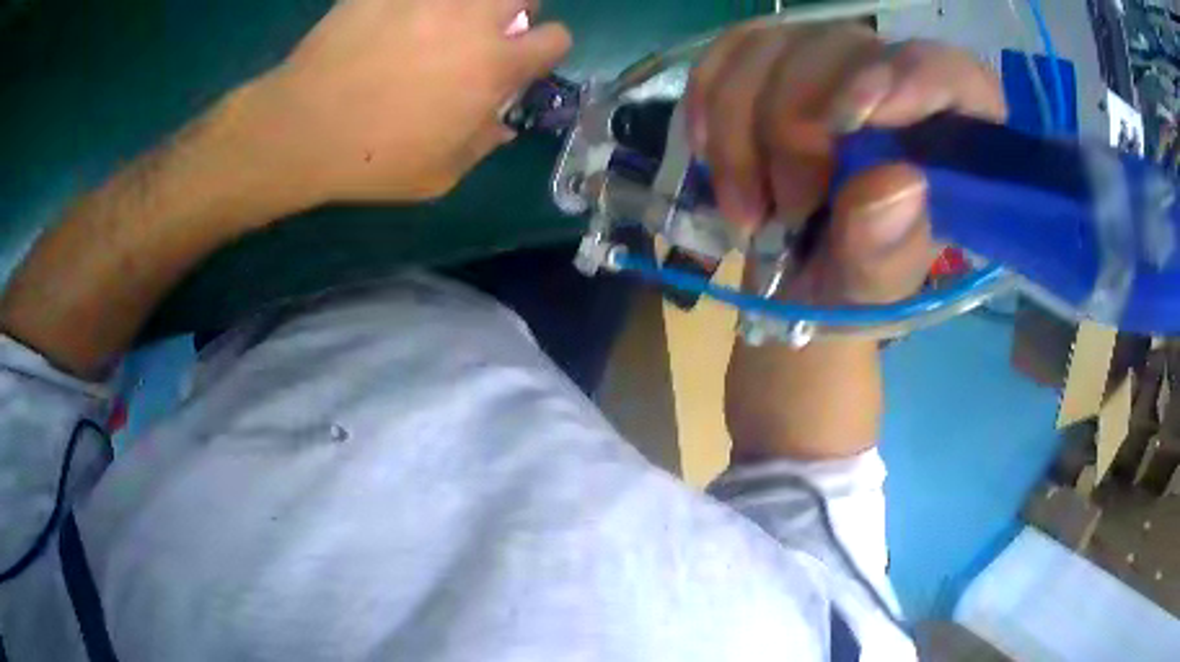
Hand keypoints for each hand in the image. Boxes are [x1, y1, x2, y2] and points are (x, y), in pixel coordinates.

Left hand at [240, 0, 570, 206]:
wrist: (302, 128)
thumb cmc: (372, 159)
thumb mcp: (439, 175)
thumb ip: (482, 144)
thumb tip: (501, 124)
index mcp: (494, 65)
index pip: (555, 39)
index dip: (545, 50)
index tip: (524, 62)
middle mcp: (472, 19)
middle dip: (517, 12)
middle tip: (486, 31)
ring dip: (469, 6)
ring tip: (440, 24)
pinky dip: (412, 7)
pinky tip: (395, 22)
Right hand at [692, 24, 1005, 461]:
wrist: (795, 279)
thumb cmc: (850, 288)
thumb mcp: (872, 290)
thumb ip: (887, 251)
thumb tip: (895, 183)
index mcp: (950, 138)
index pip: (956, 77)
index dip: (913, 79)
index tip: (854, 119)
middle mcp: (895, 81)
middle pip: (845, 50)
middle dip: (795, 127)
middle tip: (784, 208)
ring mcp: (830, 62)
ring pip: (777, 45)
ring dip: (741, 129)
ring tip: (746, 209)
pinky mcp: (774, 61)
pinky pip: (731, 51)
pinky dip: (709, 102)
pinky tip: (709, 154)